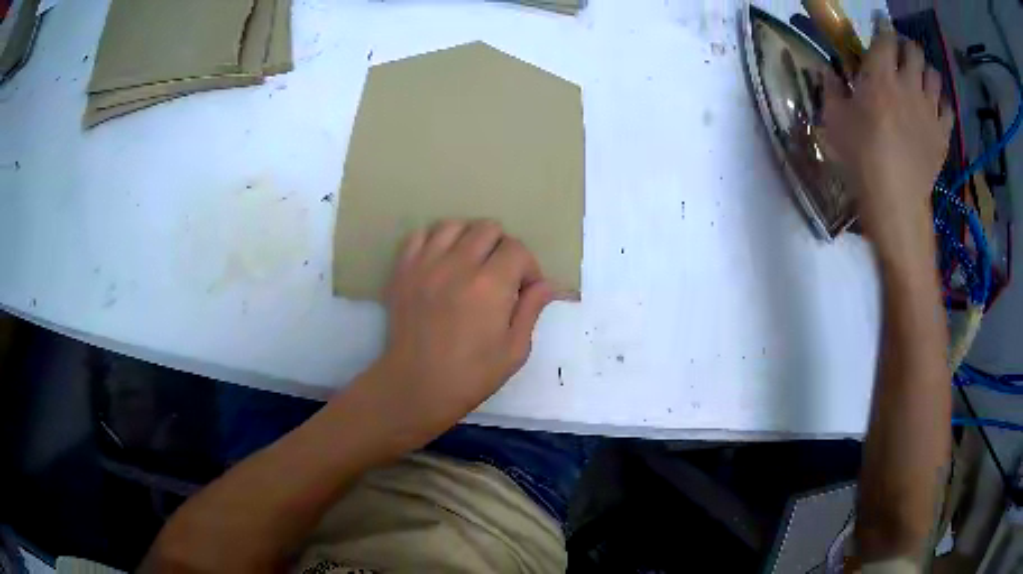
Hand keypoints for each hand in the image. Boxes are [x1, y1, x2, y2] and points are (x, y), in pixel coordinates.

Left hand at [340, 220, 553, 451]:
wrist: (417, 385)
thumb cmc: (471, 375)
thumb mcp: (514, 349)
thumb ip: (532, 309)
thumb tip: (547, 284)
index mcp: (491, 285)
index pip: (517, 249)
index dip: (527, 267)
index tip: (524, 289)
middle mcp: (458, 264)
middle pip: (488, 228)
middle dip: (501, 249)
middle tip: (499, 276)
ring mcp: (426, 264)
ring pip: (454, 225)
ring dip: (468, 239)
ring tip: (469, 264)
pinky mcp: (403, 270)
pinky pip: (420, 235)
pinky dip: (435, 241)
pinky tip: (441, 262)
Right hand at [822, 19, 952, 265]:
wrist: (894, 199)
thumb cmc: (860, 157)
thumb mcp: (834, 120)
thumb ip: (831, 89)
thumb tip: (829, 71)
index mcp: (880, 74)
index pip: (885, 36)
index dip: (882, 26)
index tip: (879, 25)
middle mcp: (908, 83)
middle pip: (914, 50)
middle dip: (907, 47)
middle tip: (901, 54)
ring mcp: (929, 109)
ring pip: (934, 75)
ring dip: (926, 72)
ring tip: (920, 80)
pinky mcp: (942, 133)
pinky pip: (948, 108)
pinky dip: (942, 104)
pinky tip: (934, 109)